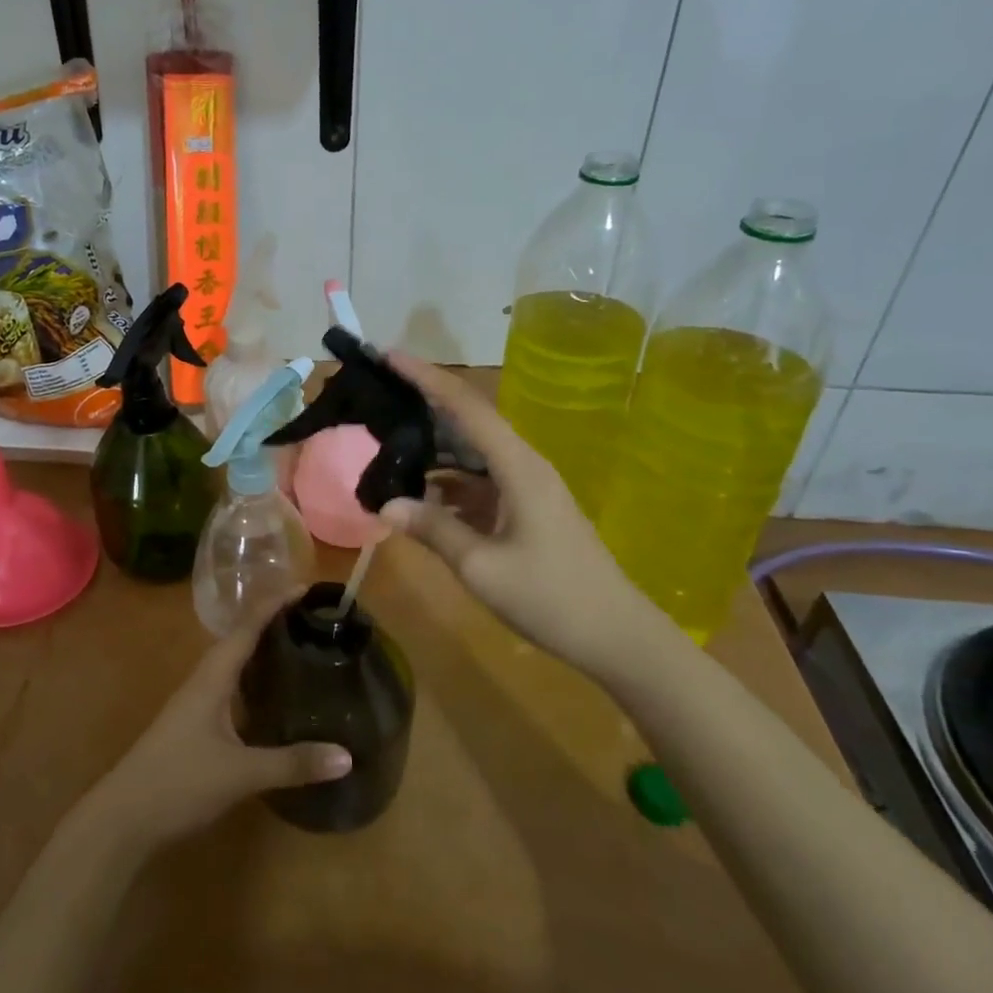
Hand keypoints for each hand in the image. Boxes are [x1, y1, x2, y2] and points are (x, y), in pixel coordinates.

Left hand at [81, 615, 351, 851]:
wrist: (123, 818)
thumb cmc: (179, 782)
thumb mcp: (240, 774)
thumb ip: (292, 763)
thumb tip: (347, 756)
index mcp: (212, 677)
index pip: (247, 628)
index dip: (274, 605)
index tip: (306, 588)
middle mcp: (203, 681)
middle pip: (240, 640)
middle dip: (272, 624)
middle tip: (312, 619)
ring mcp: (196, 704)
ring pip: (233, 666)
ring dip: (261, 652)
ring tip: (298, 648)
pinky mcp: (194, 727)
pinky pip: (230, 689)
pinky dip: (253, 682)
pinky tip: (271, 698)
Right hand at [378, 352, 677, 678]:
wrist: (616, 637)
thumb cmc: (551, 598)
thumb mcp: (482, 567)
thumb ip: (433, 530)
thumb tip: (384, 505)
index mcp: (517, 466)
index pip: (465, 406)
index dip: (425, 377)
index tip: (387, 356)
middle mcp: (522, 465)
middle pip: (467, 422)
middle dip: (422, 405)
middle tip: (376, 397)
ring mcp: (526, 488)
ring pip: (471, 453)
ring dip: (432, 446)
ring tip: (385, 443)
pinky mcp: (525, 510)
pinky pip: (478, 482)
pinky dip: (446, 481)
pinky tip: (418, 494)